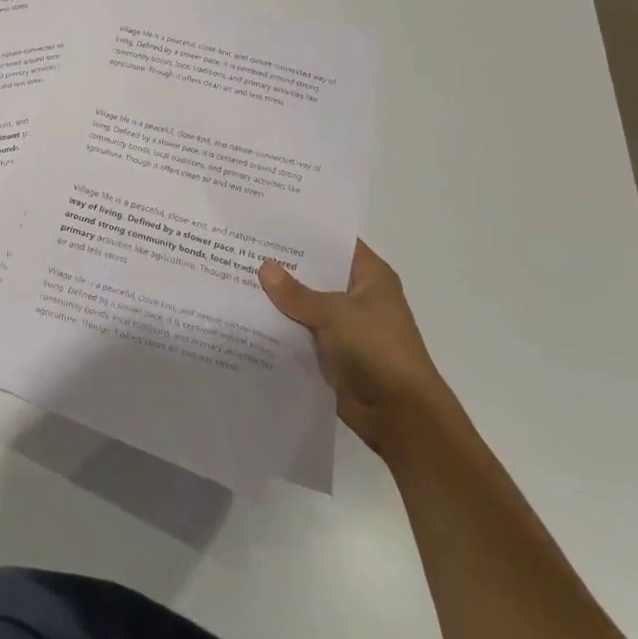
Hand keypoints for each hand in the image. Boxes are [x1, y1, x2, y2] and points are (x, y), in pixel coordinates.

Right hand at [259, 242, 441, 452]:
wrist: (400, 415)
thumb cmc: (377, 349)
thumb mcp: (335, 313)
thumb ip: (297, 293)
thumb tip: (264, 268)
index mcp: (371, 276)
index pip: (335, 243)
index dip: (305, 232)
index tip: (270, 223)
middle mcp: (359, 296)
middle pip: (317, 274)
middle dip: (285, 266)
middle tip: (245, 248)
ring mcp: (346, 326)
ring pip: (307, 305)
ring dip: (281, 299)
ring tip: (237, 277)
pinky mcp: (334, 353)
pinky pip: (303, 333)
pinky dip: (283, 328)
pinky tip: (249, 316)